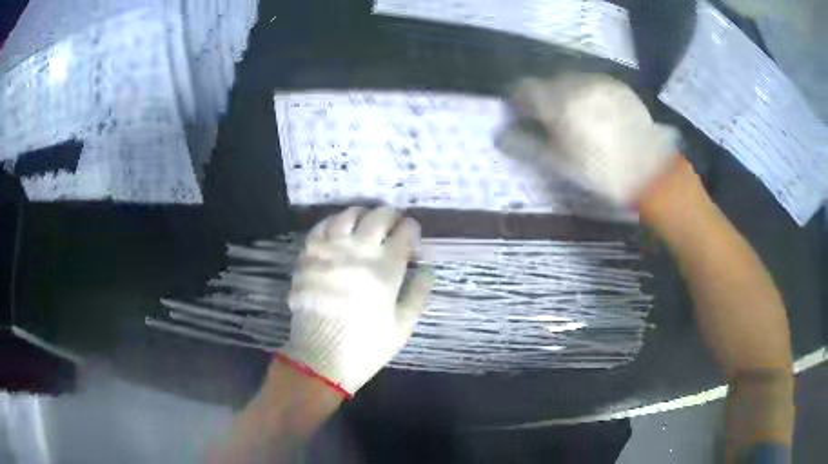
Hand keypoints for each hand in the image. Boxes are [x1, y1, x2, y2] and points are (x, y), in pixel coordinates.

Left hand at [278, 206, 433, 395]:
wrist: (320, 357)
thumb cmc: (366, 345)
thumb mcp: (403, 325)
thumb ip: (419, 293)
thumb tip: (427, 268)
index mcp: (386, 268)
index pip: (405, 232)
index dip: (412, 230)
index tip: (412, 237)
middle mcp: (358, 251)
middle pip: (379, 216)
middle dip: (391, 215)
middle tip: (393, 225)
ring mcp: (330, 250)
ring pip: (348, 215)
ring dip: (362, 214)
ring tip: (366, 223)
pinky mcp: (308, 256)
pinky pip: (321, 227)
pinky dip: (333, 222)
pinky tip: (338, 230)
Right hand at [512, 73, 679, 205]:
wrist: (652, 173)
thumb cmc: (603, 174)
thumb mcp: (561, 166)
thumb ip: (527, 146)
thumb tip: (500, 136)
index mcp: (559, 104)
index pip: (523, 88)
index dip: (517, 100)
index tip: (521, 114)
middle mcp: (577, 84)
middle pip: (547, 82)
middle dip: (544, 97)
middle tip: (552, 121)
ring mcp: (600, 82)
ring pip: (571, 80)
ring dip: (566, 93)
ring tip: (577, 118)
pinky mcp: (618, 85)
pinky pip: (593, 82)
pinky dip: (587, 93)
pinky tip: (597, 114)